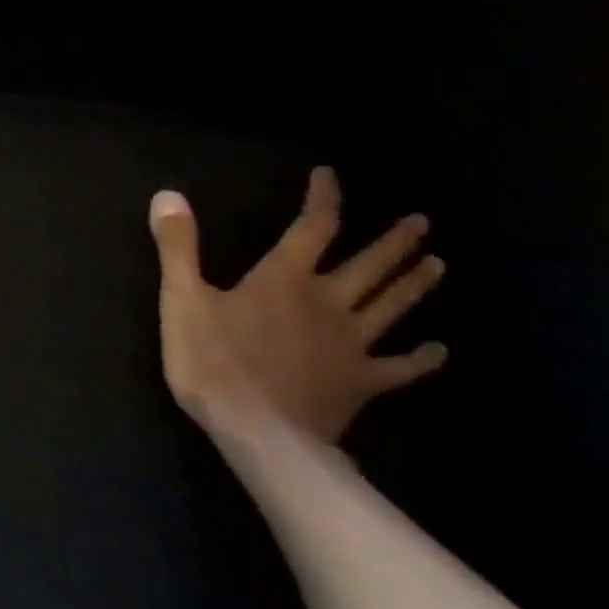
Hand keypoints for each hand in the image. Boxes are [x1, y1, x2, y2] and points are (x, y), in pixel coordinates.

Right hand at [148, 167, 446, 443]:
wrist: (257, 432)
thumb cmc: (213, 361)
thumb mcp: (182, 299)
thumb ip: (178, 247)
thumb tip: (169, 195)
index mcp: (284, 280)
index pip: (312, 227)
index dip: (323, 199)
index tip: (330, 177)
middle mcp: (327, 303)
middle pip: (369, 266)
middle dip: (394, 242)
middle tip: (421, 223)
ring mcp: (351, 345)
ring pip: (391, 307)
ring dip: (414, 284)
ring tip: (438, 265)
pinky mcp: (361, 382)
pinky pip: (400, 367)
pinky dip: (422, 358)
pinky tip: (438, 351)